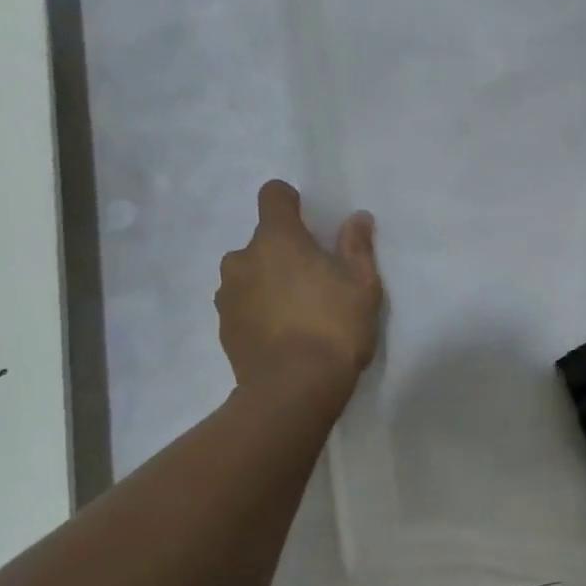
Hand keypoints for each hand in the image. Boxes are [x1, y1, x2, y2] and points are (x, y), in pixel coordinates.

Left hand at [216, 180, 382, 391]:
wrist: (293, 389)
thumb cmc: (334, 330)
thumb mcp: (363, 288)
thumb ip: (357, 248)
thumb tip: (356, 218)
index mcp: (278, 240)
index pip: (273, 196)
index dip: (291, 203)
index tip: (310, 223)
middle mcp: (242, 258)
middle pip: (263, 241)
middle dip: (285, 253)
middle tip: (316, 283)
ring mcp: (227, 293)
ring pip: (250, 274)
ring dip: (269, 283)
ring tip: (297, 315)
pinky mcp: (223, 325)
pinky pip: (242, 304)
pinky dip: (259, 311)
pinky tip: (283, 336)